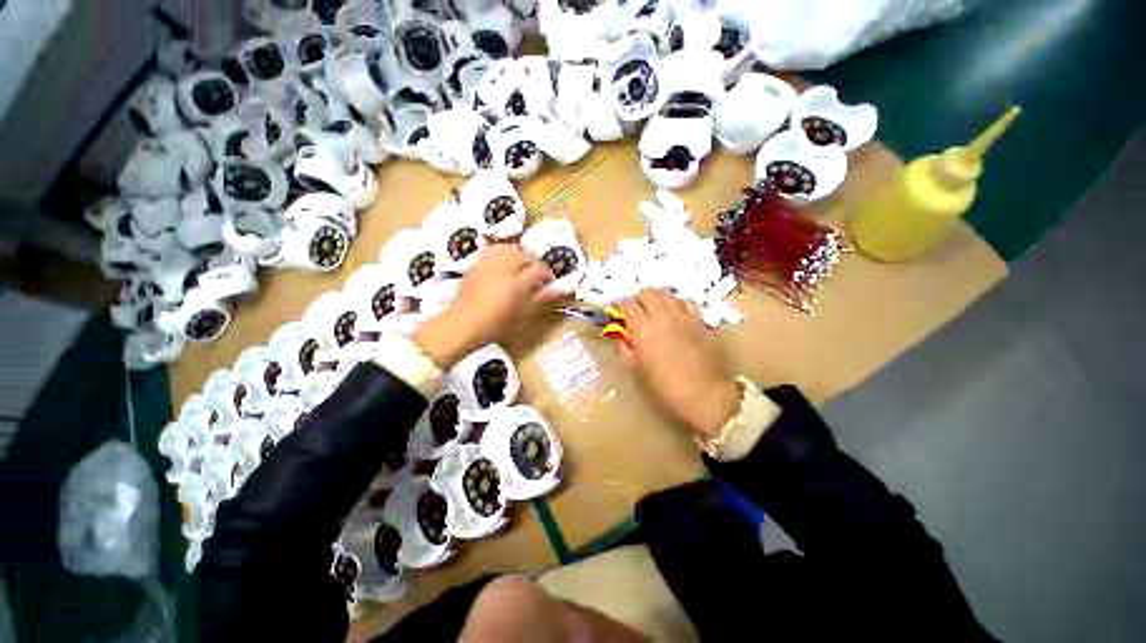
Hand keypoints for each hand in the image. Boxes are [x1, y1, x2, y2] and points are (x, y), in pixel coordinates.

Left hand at [414, 243, 557, 368]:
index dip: (548, 274)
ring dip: (521, 255)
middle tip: (536, 277)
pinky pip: (495, 249)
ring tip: (522, 268)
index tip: (549, 282)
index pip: (540, 269)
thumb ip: (541, 297)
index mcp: (517, 284)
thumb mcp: (522, 314)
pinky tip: (505, 263)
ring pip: (511, 248)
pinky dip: (504, 252)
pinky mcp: (477, 262)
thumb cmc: (495, 325)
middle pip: (526, 254)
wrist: (461, 324)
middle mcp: (504, 267)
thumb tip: (560, 288)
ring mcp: (488, 263)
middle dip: (535, 263)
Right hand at [616, 290, 740, 438]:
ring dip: (655, 297)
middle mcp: (662, 316)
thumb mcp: (637, 372)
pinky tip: (675, 312)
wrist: (706, 397)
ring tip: (652, 308)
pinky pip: (686, 301)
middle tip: (633, 309)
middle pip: (646, 293)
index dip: (619, 304)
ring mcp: (683, 316)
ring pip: (666, 293)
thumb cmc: (665, 389)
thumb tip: (620, 338)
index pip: (627, 304)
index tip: (615, 310)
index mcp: (642, 329)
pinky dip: (676, 302)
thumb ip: (625, 350)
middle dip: (636, 298)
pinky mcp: (700, 321)